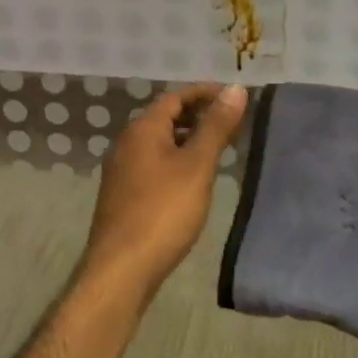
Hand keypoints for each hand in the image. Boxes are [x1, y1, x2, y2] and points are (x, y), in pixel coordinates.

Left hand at [83, 83, 248, 302]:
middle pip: (166, 118)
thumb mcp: (197, 166)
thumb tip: (235, 88)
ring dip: (189, 139)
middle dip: (199, 115)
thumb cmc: (163, 212)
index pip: (175, 97)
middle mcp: (127, 143)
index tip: (234, 98)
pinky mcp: (124, 195)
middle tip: (233, 124)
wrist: (121, 270)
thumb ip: (216, 126)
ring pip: (160, 143)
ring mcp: (122, 170)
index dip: (205, 93)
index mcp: (142, 130)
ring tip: (220, 150)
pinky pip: (154, 164)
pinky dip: (177, 160)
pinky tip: (194, 179)